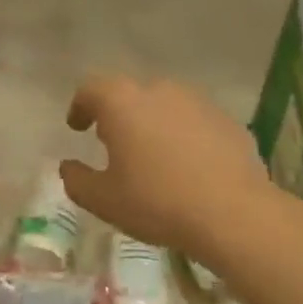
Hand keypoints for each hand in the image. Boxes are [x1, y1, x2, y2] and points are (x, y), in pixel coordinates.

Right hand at [59, 74, 302, 271]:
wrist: (234, 214)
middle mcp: (159, 90)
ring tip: (152, 154)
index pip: (91, 88)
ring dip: (152, 122)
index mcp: (122, 103)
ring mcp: (197, 102)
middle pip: (129, 93)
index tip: (77, 127)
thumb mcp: (103, 200)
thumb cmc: (157, 202)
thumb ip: (76, 180)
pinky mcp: (227, 120)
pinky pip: (194, 121)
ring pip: (164, 104)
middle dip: (117, 114)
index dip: (80, 106)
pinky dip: (183, 135)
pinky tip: (187, 165)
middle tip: (112, 142)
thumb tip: (68, 167)